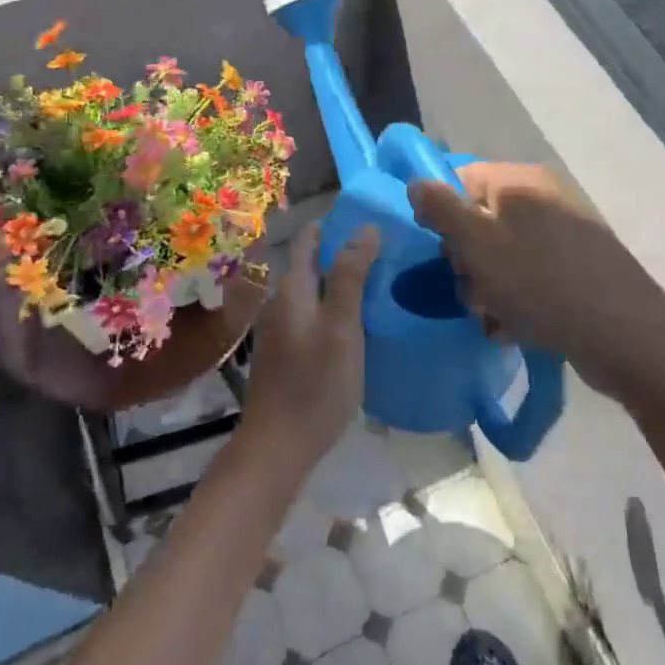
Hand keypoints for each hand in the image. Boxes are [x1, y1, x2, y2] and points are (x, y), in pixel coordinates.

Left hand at [238, 220, 380, 476]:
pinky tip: (358, 322)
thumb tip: (365, 227)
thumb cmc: (314, 383)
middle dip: (343, 252)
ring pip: (313, 291)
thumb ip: (351, 276)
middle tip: (386, 250)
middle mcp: (281, 301)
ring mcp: (280, 329)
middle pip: (312, 264)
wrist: (278, 446)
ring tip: (380, 282)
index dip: (335, 224)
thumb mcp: (342, 327)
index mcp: (292, 288)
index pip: (309, 238)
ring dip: (341, 281)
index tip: (369, 217)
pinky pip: (313, 315)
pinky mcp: (286, 352)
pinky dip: (335, 308)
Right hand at [408, 162, 664, 395]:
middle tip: (470, 290)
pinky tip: (513, 327)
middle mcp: (544, 199)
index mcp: (521, 182)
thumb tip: (417, 182)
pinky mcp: (579, 269)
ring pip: (503, 254)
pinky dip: (516, 299)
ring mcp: (565, 234)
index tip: (440, 251)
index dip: (443, 214)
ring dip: (487, 286)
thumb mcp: (478, 244)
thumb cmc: (541, 283)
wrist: (627, 337)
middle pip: (481, 219)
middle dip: (465, 259)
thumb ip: (441, 208)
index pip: (461, 179)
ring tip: (491, 316)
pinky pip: (530, 276)